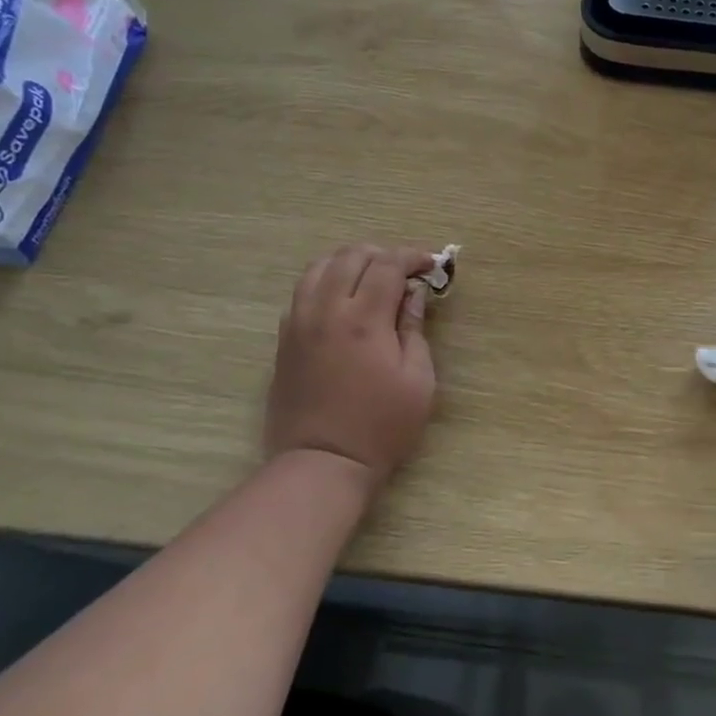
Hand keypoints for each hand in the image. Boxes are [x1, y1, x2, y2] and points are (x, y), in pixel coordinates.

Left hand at [264, 244, 438, 487]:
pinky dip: (324, 282)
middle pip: (350, 256)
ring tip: (370, 278)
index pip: (387, 265)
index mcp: (364, 320)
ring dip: (348, 262)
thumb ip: (415, 329)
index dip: (412, 256)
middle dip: (381, 254)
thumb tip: (414, 294)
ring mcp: (299, 323)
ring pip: (318, 267)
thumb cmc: (381, 426)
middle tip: (403, 270)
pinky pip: (301, 292)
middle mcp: (326, 311)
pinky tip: (341, 301)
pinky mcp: (284, 339)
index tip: (430, 264)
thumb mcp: (418, 380)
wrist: (322, 462)